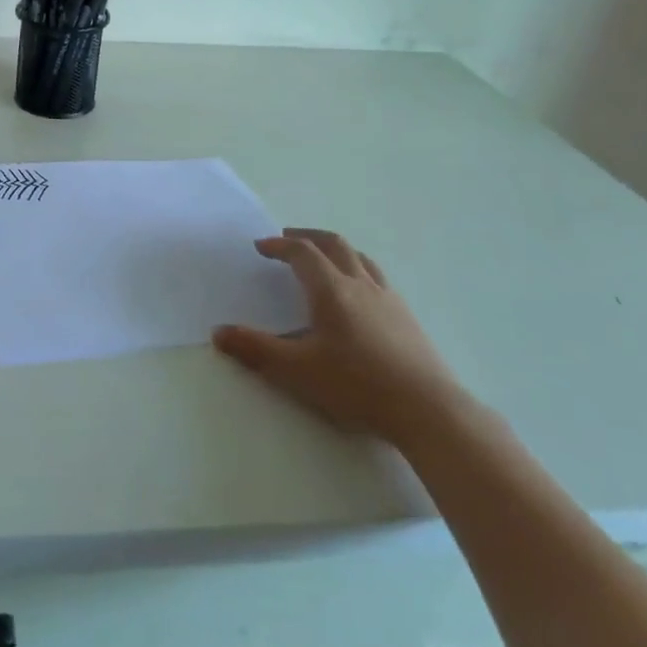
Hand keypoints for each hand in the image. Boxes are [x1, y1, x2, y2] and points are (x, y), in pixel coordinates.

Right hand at [213, 228, 462, 447]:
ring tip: (322, 258)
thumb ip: (256, 349)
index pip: (302, 253)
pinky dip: (357, 269)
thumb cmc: (357, 385)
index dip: (279, 245)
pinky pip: (376, 277)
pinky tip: (357, 295)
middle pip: (334, 244)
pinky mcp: (407, 317)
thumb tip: (219, 333)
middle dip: (308, 236)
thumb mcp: (297, 370)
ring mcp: (389, 298)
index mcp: (331, 290)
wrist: (428, 410)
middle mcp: (360, 284)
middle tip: (288, 238)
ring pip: (359, 258)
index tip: (262, 246)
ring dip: (335, 249)